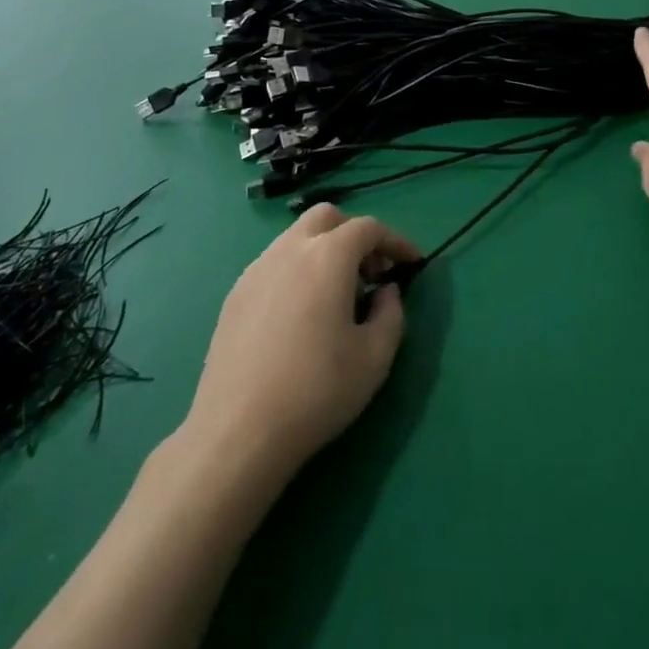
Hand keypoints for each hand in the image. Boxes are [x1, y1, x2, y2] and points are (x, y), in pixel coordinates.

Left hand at [183, 205, 422, 480]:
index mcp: (327, 256)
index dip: (395, 241)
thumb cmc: (316, 390)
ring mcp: (257, 269)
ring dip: (323, 252)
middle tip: (370, 274)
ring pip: (296, 238)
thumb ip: (391, 313)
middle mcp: (290, 249)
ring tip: (336, 297)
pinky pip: (274, 264)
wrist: (238, 431)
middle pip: (326, 218)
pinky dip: (297, 272)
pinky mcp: (235, 294)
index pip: (368, 228)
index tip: (412, 263)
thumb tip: (386, 291)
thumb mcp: (375, 358)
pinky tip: (301, 315)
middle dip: (354, 235)